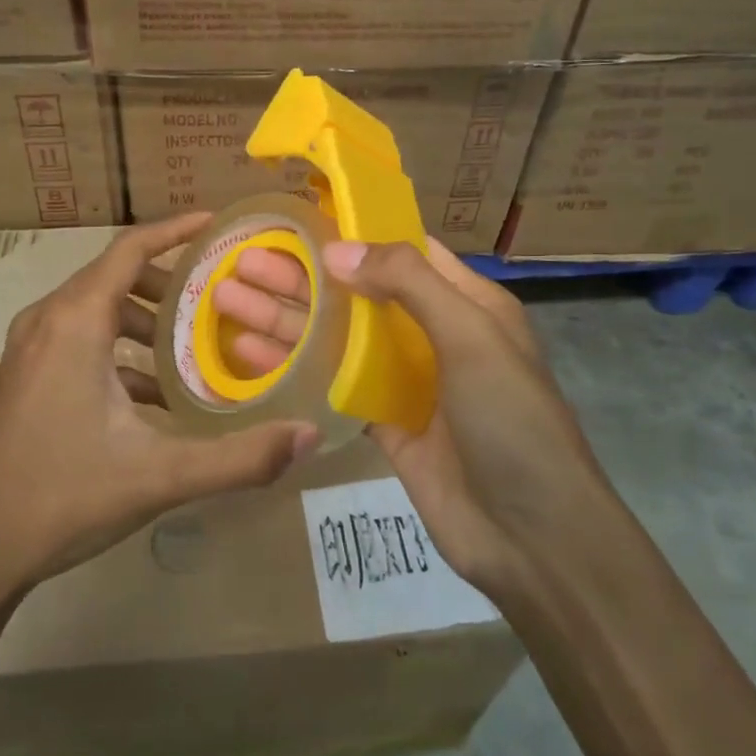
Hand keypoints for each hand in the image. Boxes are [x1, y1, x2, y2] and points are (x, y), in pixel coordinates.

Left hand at [0, 214, 321, 616]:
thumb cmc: (63, 496)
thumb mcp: (160, 475)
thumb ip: (240, 457)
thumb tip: (308, 435)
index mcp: (75, 322)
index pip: (130, 248)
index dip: (175, 229)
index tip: (216, 224)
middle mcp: (48, 321)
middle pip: (116, 276)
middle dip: (170, 281)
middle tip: (220, 295)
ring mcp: (31, 349)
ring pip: (98, 309)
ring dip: (146, 318)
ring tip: (195, 344)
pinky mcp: (25, 377)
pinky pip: (81, 338)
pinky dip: (121, 348)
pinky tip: (155, 393)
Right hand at [212, 236, 604, 598]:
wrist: (531, 537)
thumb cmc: (510, 421)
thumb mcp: (471, 336)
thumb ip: (408, 283)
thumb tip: (337, 249)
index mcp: (463, 302)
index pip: (401, 250)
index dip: (352, 232)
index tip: (296, 218)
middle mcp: (430, 332)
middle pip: (355, 292)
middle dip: (300, 275)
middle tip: (239, 259)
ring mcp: (404, 379)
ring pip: (335, 337)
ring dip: (285, 318)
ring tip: (224, 299)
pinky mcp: (382, 422)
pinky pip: (331, 384)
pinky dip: (293, 367)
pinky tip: (248, 354)